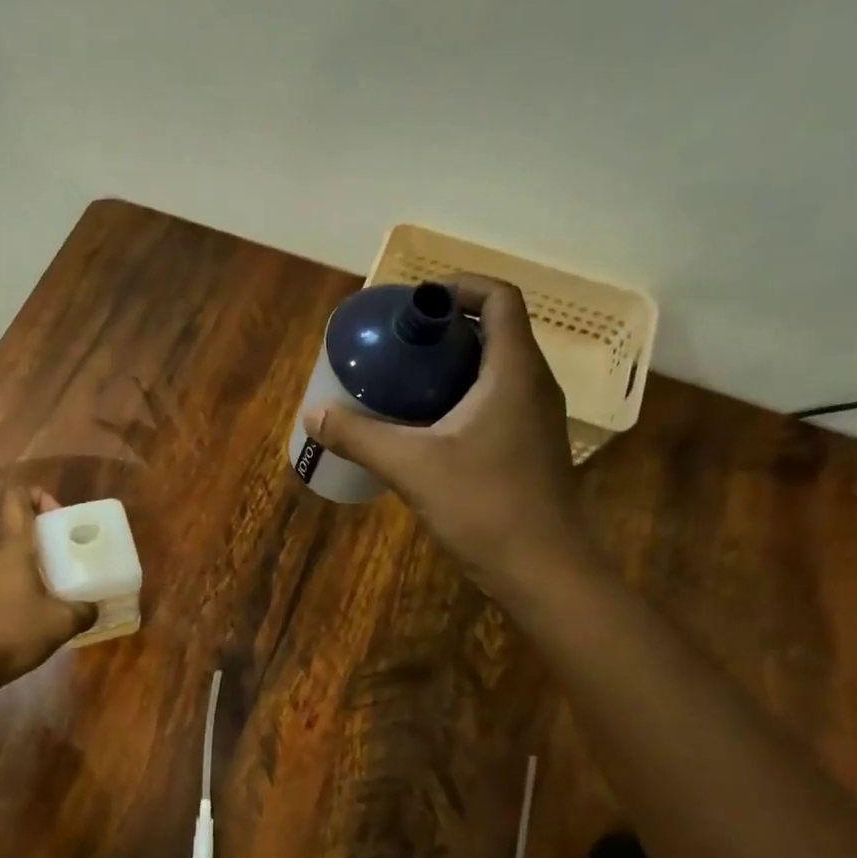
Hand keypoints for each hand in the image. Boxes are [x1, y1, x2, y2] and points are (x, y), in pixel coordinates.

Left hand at [0, 486, 97, 689]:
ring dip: (43, 560)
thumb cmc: (12, 631)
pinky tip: (51, 605)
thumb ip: (84, 611)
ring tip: (70, 579)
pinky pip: (13, 576)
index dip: (39, 494)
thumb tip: (95, 607)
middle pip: (22, 525)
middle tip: (77, 550)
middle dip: (51, 532)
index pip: (17, 497)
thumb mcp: (60, 622)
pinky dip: (33, 581)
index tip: (62, 514)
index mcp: (14, 546)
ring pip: (18, 553)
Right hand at [303, 275, 589, 598]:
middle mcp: (533, 385)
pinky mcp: (529, 448)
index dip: (460, 286)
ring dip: (452, 366)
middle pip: (494, 332)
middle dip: (445, 329)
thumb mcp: (412, 467)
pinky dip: (461, 397)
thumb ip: (360, 437)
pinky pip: (496, 402)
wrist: (543, 571)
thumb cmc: (484, 506)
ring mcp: (535, 418)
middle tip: (397, 344)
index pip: (499, 299)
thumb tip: (313, 415)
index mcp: (513, 371)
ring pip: (495, 370)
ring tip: (403, 381)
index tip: (416, 302)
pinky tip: (425, 427)